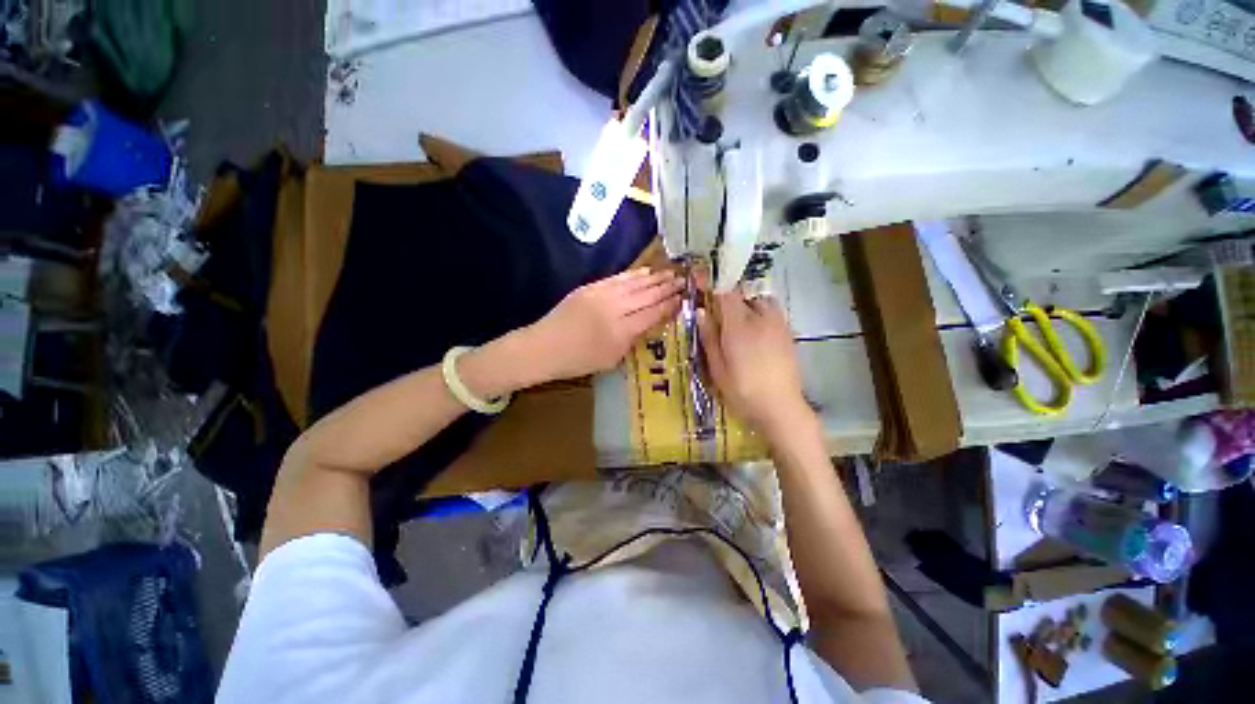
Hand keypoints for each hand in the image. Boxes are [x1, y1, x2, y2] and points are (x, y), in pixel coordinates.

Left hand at [525, 268, 682, 381]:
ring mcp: (601, 295)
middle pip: (647, 295)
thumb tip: (648, 323)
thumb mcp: (611, 360)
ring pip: (634, 283)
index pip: (652, 314)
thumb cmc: (578, 361)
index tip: (684, 298)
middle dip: (667, 288)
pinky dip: (633, 274)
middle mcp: (615, 309)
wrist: (544, 347)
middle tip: (684, 280)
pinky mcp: (590, 287)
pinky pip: (618, 278)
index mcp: (621, 331)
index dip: (670, 305)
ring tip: (670, 273)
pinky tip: (645, 272)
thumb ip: (632, 340)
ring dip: (654, 278)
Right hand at [698, 291, 812, 437]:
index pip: (726, 294)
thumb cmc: (742, 390)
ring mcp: (778, 325)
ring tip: (741, 324)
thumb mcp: (717, 368)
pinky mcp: (789, 334)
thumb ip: (709, 337)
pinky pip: (774, 313)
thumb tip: (701, 311)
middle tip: (722, 316)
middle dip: (731, 299)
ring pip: (762, 301)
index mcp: (739, 326)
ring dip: (749, 305)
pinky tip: (757, 335)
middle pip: (745, 294)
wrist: (780, 407)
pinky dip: (762, 315)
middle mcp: (760, 318)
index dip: (713, 287)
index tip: (703, 288)